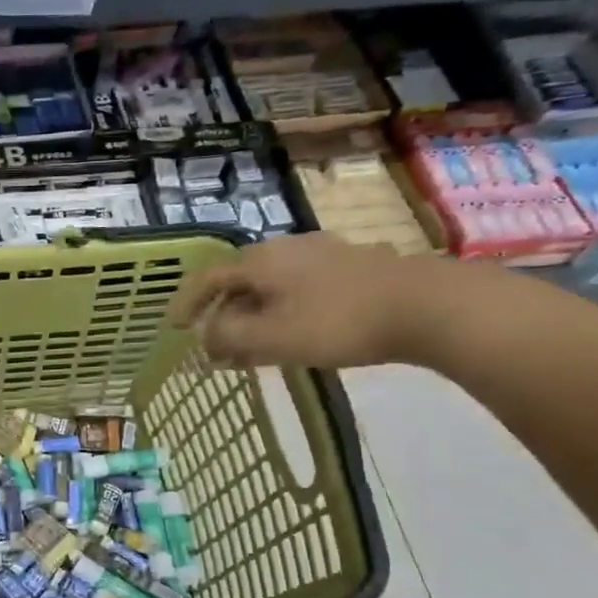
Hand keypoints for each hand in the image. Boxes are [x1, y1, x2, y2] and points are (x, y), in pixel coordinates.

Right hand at [170, 234, 471, 369]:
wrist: (424, 305)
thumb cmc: (336, 321)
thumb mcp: (271, 337)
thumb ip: (228, 336)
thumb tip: (207, 336)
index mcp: (260, 260)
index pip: (208, 277)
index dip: (186, 302)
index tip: (174, 327)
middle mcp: (285, 249)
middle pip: (239, 281)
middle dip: (221, 315)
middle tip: (215, 347)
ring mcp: (320, 254)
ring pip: (269, 287)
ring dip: (251, 316)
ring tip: (250, 349)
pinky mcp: (349, 267)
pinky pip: (296, 289)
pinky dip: (279, 312)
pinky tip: (291, 334)